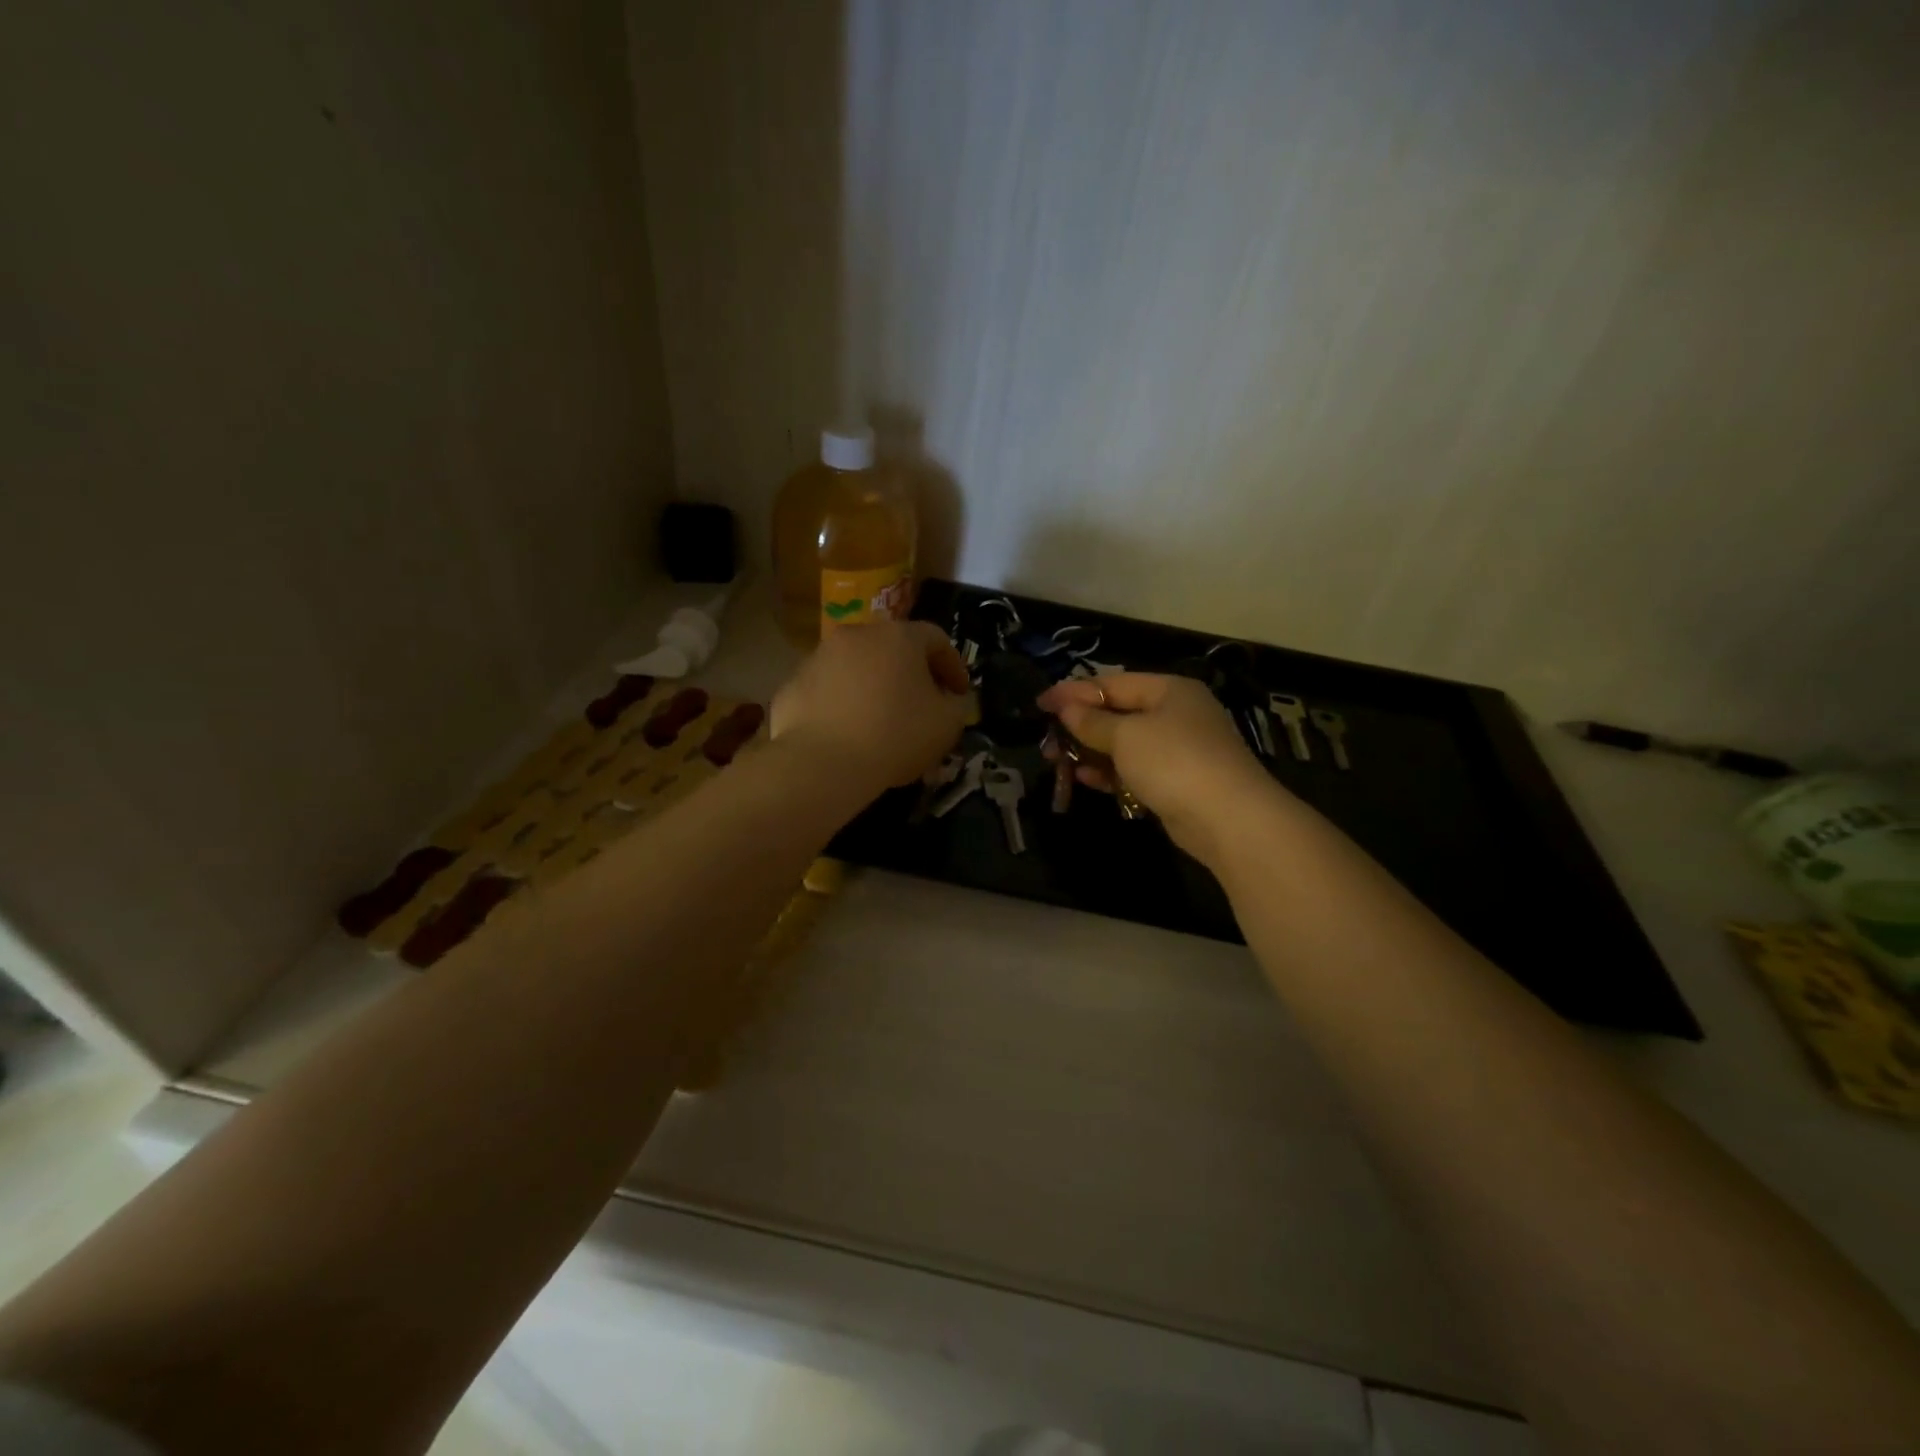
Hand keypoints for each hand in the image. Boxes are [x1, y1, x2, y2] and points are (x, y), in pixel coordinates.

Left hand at [772, 621, 970, 795]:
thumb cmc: (895, 736)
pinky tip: (846, 733)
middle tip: (920, 705)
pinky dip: (840, 705)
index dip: (952, 665)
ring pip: (855, 667)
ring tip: (879, 721)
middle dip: (909, 673)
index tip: (958, 694)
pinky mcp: (792, 685)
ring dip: (872, 686)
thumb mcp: (947, 725)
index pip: (936, 639)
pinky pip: (827, 691)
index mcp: (899, 637)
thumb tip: (949, 698)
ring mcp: (818, 658)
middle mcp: (857, 635)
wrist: (821, 763)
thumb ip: (956, 705)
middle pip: (891, 648)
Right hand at [1036, 673, 1283, 866]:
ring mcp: (1179, 750)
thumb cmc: (1173, 761)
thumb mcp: (1126, 735)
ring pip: (1124, 745)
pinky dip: (1110, 773)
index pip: (1112, 683)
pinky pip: (1135, 770)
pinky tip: (1084, 780)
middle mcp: (1176, 714)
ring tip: (1056, 761)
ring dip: (1090, 752)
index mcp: (1169, 690)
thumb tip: (1067, 708)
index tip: (1041, 703)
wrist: (1228, 818)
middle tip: (1047, 740)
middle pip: (1118, 713)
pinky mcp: (1177, 782)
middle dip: (1080, 726)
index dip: (1073, 692)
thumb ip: (1092, 721)